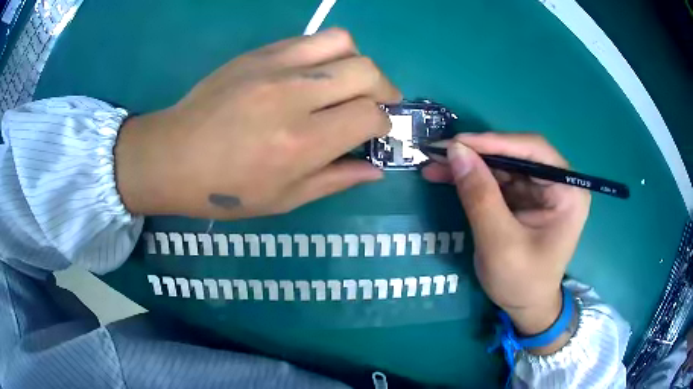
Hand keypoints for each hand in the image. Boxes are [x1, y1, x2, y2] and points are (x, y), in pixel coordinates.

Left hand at [115, 28, 400, 219]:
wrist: (171, 156)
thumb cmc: (224, 190)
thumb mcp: (283, 199)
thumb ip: (336, 180)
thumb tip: (376, 169)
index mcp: (301, 143)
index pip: (370, 115)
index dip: (383, 124)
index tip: (374, 132)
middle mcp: (293, 96)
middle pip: (367, 70)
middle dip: (383, 88)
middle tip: (373, 104)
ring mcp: (273, 67)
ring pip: (343, 42)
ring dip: (356, 62)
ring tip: (344, 83)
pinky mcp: (257, 53)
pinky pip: (309, 39)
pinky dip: (325, 53)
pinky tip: (313, 73)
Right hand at [422, 133, 589, 351]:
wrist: (526, 308)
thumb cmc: (522, 281)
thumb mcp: (500, 243)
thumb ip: (480, 196)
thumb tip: (456, 151)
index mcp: (567, 192)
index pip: (534, 151)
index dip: (496, 142)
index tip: (457, 142)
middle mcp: (556, 183)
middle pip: (516, 155)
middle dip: (477, 154)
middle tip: (440, 152)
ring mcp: (539, 190)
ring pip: (502, 165)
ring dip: (469, 165)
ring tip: (435, 164)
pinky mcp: (523, 198)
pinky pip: (496, 180)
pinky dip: (471, 178)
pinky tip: (446, 176)